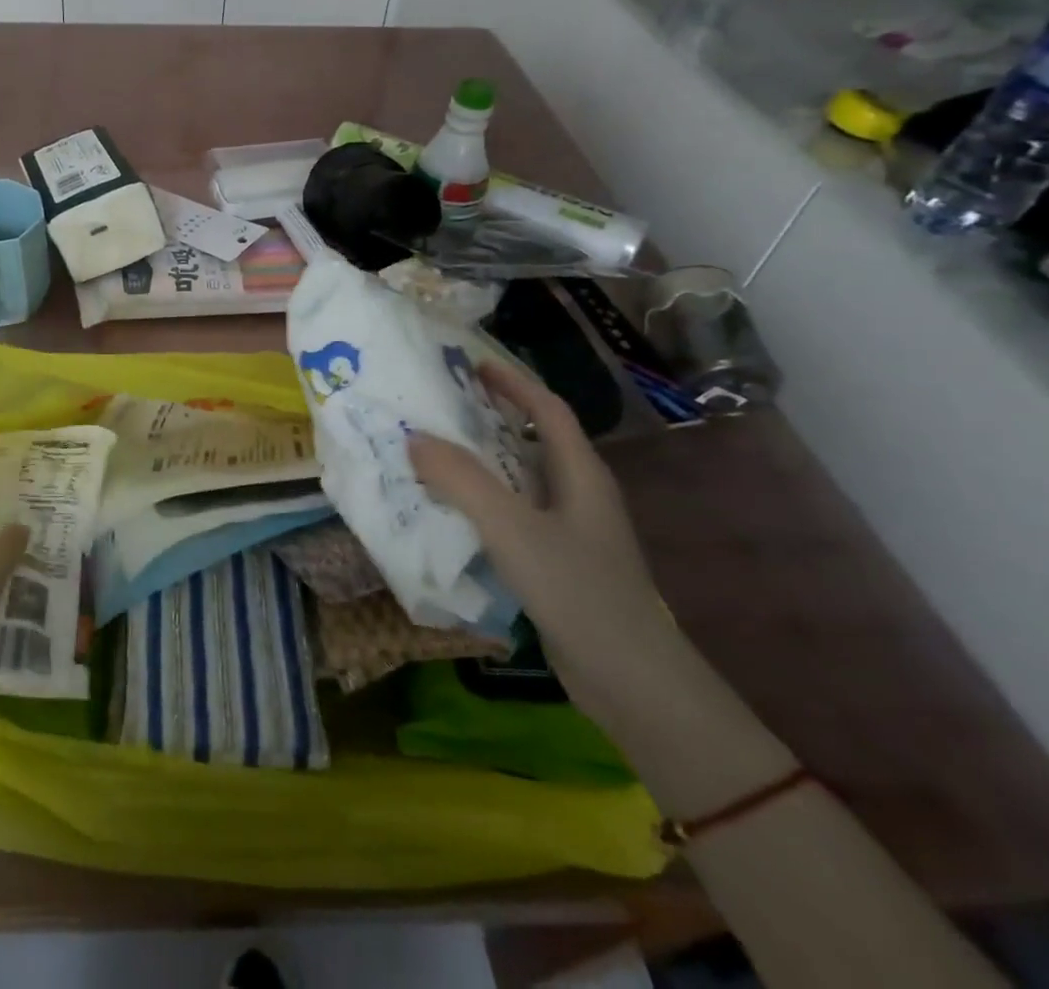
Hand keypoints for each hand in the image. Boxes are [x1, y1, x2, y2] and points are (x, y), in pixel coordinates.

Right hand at [408, 358, 681, 726]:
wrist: (633, 683)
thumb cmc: (579, 592)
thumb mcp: (513, 529)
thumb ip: (462, 481)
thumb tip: (414, 439)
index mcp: (580, 474)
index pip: (547, 409)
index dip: (512, 382)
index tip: (472, 365)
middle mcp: (578, 494)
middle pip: (533, 440)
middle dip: (490, 418)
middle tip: (439, 406)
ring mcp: (570, 532)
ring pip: (520, 481)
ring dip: (481, 463)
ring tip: (432, 452)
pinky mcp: (558, 564)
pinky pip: (514, 517)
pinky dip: (482, 503)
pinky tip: (451, 514)